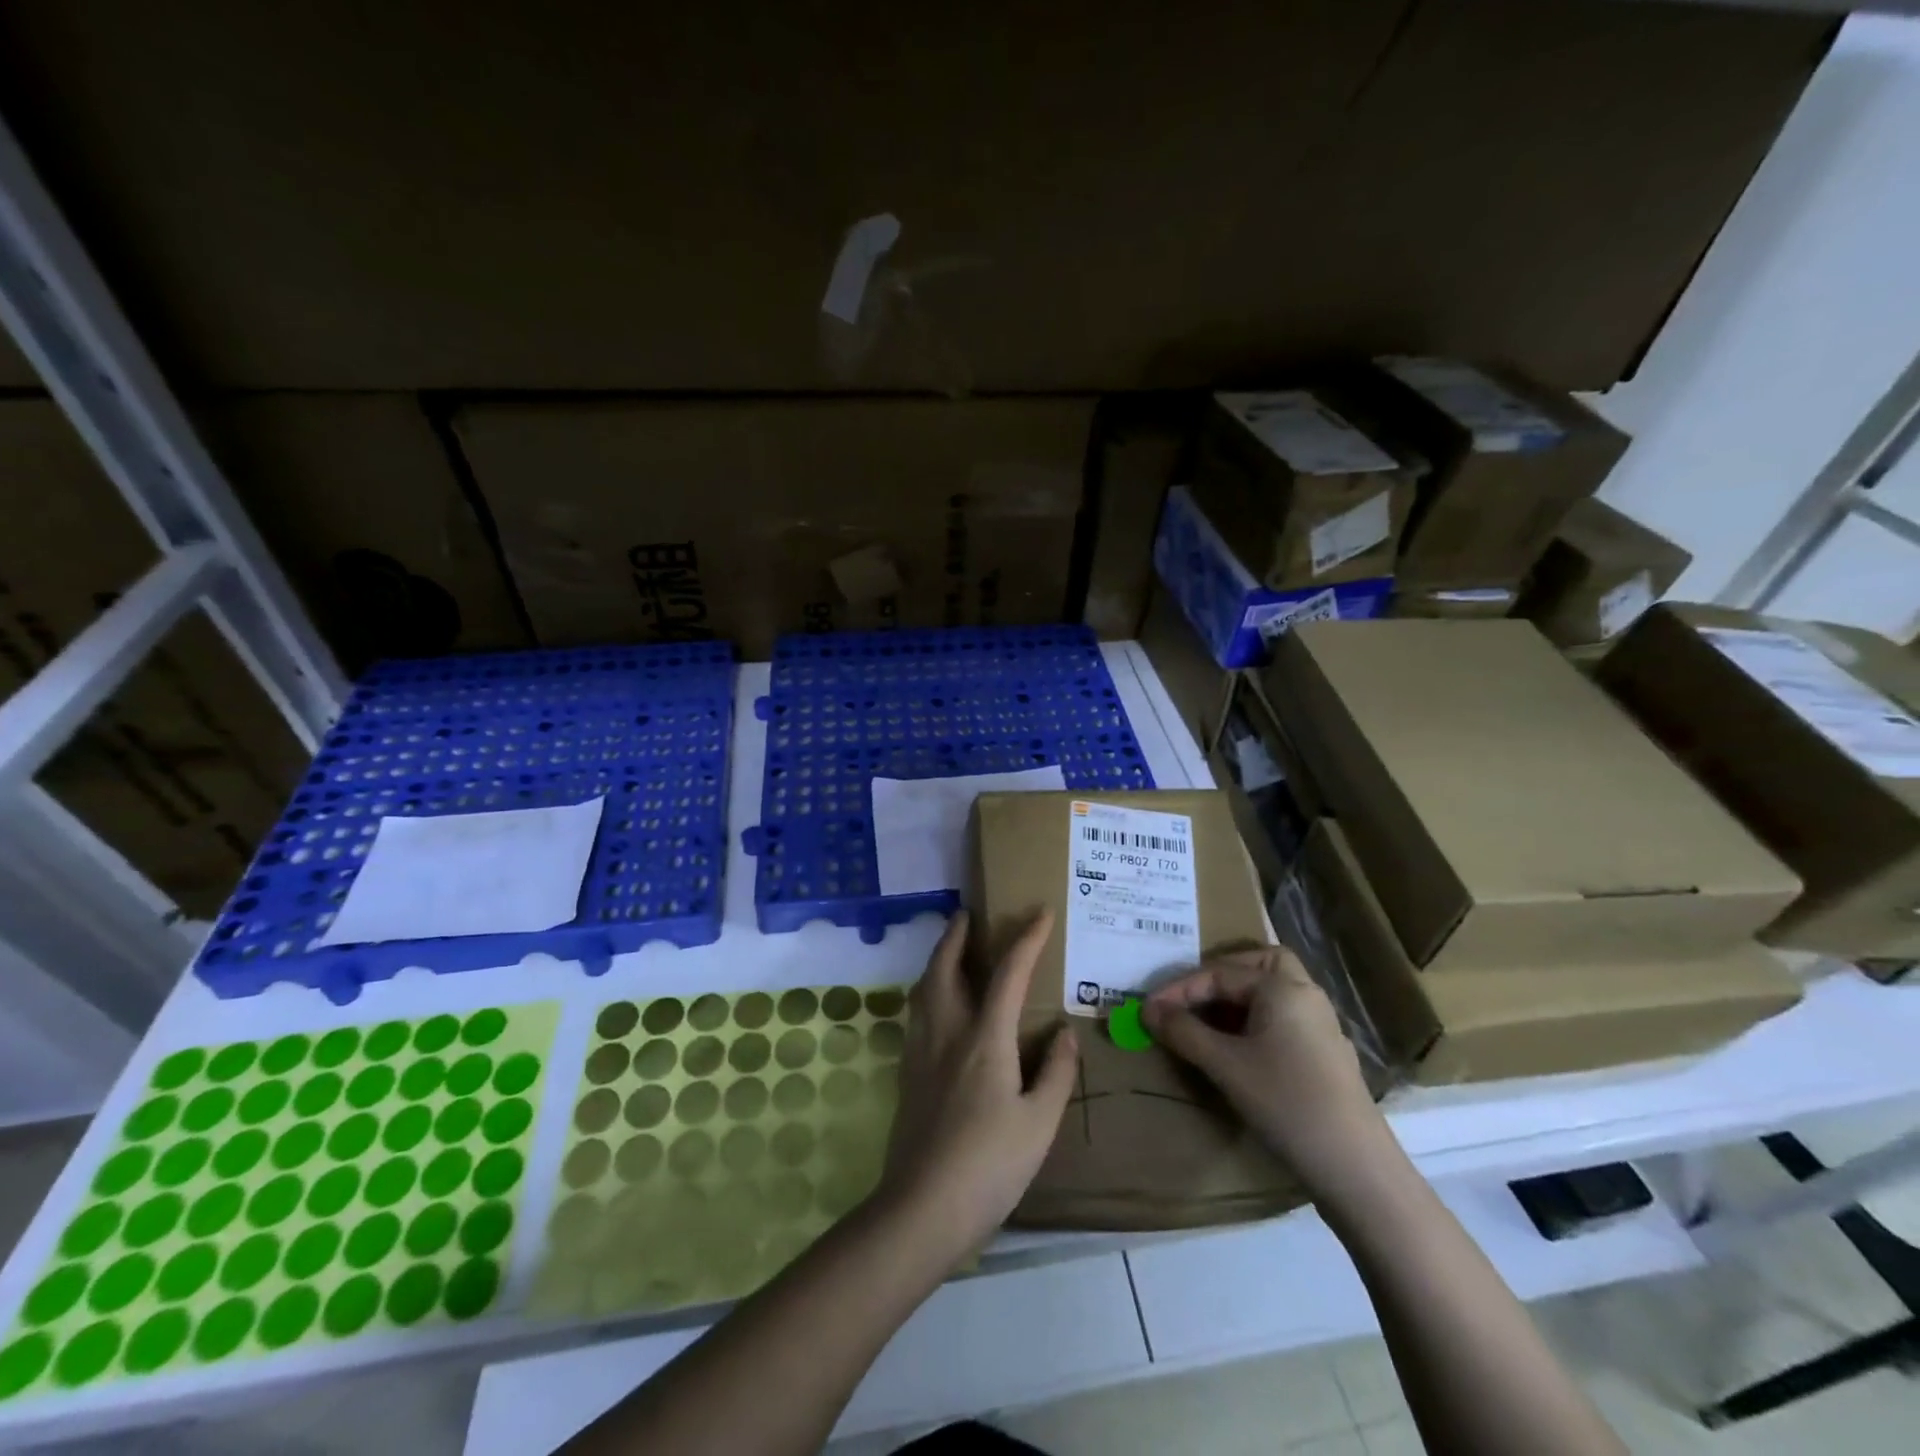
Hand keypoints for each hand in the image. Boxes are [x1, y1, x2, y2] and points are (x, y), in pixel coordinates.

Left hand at [876, 909, 1078, 1265]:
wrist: (922, 1208)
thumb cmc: (989, 1166)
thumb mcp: (1039, 1124)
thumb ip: (1055, 1073)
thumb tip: (1063, 1032)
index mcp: (984, 1039)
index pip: (1008, 974)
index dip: (1027, 939)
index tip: (1041, 913)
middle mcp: (947, 1032)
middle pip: (945, 967)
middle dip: (957, 935)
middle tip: (968, 915)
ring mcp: (920, 1051)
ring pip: (923, 987)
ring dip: (937, 958)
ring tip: (949, 949)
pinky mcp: (906, 1073)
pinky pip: (916, 1012)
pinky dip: (927, 990)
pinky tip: (935, 1004)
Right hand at [1143, 947, 1395, 1201]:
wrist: (1357, 1170)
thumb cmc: (1287, 1103)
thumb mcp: (1225, 1065)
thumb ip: (1184, 1032)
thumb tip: (1148, 1010)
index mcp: (1283, 987)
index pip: (1220, 972)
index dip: (1179, 990)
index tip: (1149, 1011)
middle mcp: (1306, 996)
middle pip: (1260, 964)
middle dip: (1221, 974)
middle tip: (1190, 996)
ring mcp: (1321, 1027)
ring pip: (1274, 992)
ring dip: (1238, 999)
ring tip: (1206, 1022)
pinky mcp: (1326, 1057)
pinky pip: (1283, 1019)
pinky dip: (1256, 1021)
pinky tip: (1239, 1050)